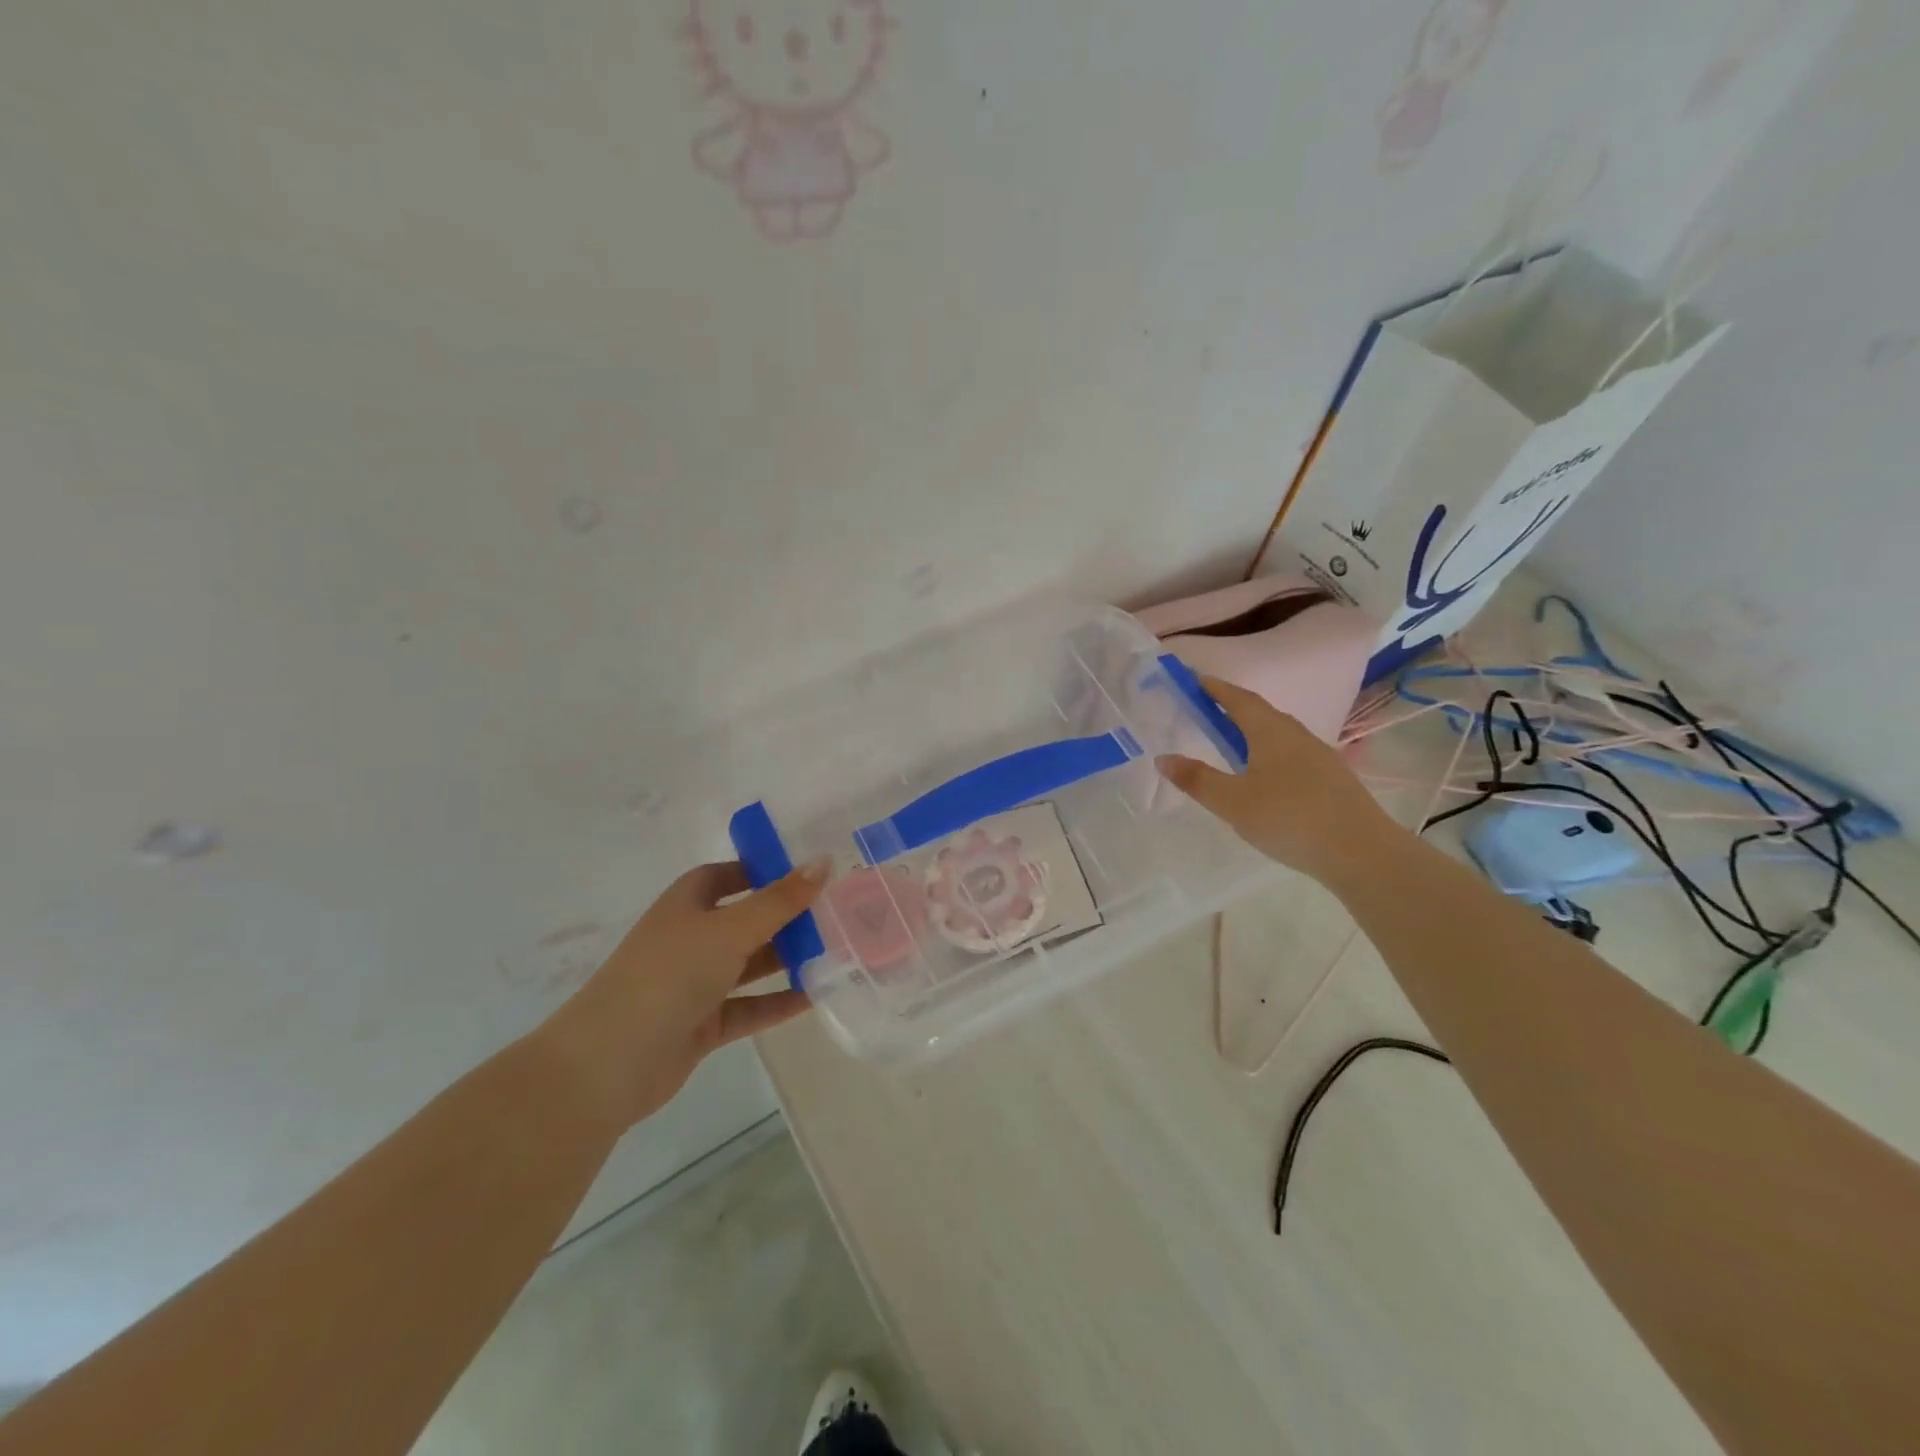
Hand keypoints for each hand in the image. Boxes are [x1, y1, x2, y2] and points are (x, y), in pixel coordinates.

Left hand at [536, 858, 828, 1130]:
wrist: (609, 1063)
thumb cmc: (669, 975)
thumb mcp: (730, 929)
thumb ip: (780, 900)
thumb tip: (824, 861)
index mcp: (687, 904)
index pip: (727, 875)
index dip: (762, 869)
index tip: (807, 870)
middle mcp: (690, 939)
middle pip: (745, 919)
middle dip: (786, 916)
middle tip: (837, 911)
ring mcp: (695, 984)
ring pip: (750, 964)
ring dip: (788, 958)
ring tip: (839, 950)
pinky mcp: (702, 1024)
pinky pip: (750, 1006)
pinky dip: (779, 1001)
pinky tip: (818, 996)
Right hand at [1157, 674, 1398, 884]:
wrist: (1361, 852)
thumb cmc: (1289, 818)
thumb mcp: (1233, 802)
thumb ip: (1197, 780)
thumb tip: (1163, 758)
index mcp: (1271, 732)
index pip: (1239, 699)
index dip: (1216, 689)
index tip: (1195, 680)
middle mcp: (1297, 735)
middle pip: (1261, 713)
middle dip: (1233, 708)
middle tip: (1207, 710)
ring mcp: (1319, 757)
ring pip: (1279, 734)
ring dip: (1253, 731)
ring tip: (1232, 742)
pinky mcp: (1331, 780)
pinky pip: (1292, 754)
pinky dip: (1269, 753)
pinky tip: (1265, 776)